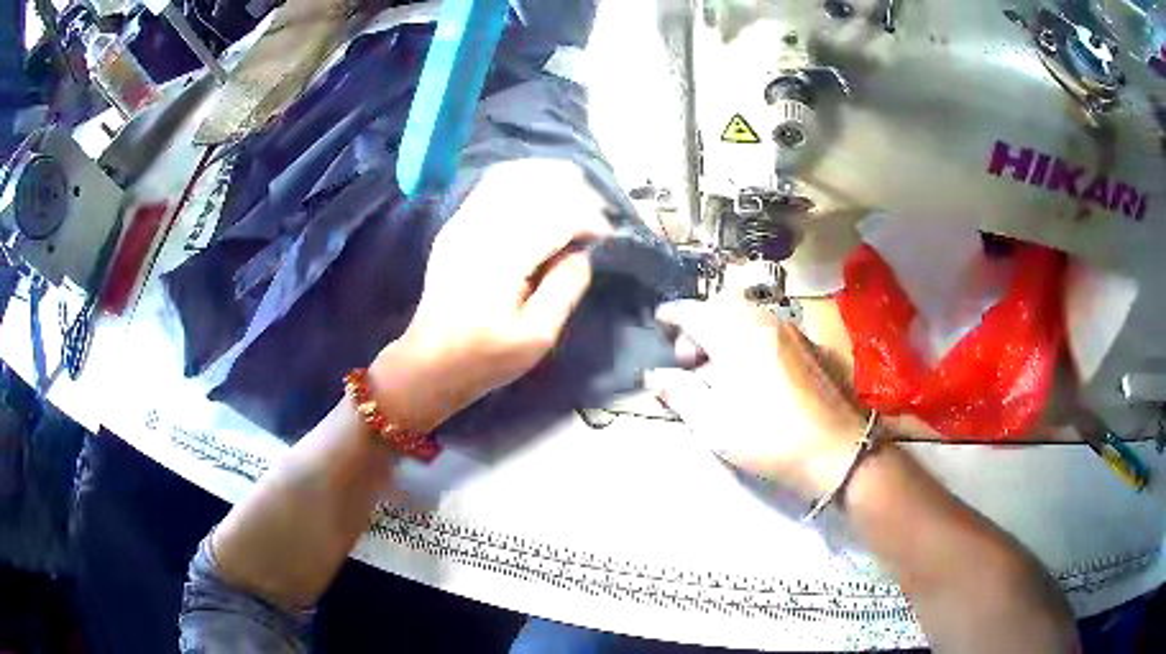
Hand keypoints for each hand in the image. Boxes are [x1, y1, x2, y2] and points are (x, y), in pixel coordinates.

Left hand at [372, 159, 613, 429]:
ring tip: (575, 195)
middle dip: (573, 191)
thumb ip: (565, 289)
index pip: (555, 216)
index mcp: (501, 259)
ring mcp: (463, 222)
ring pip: (511, 175)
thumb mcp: (537, 336)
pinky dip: (522, 180)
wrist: (430, 360)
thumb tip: (582, 253)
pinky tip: (540, 194)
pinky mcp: (456, 225)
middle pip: (533, 184)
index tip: (606, 236)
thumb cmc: (486, 356)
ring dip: (549, 178)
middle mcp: (480, 230)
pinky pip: (491, 184)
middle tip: (595, 214)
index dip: (588, 219)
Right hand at [649, 296, 868, 499]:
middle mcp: (764, 321)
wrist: (835, 450)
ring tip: (718, 370)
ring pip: (748, 315)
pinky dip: (749, 338)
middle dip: (700, 322)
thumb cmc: (768, 438)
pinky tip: (752, 373)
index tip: (658, 322)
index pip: (694, 311)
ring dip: (725, 331)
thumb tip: (654, 375)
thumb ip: (680, 393)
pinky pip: (769, 328)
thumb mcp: (713, 423)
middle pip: (723, 305)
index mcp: (736, 335)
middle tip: (689, 358)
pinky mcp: (809, 346)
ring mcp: (791, 331)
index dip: (672, 314)